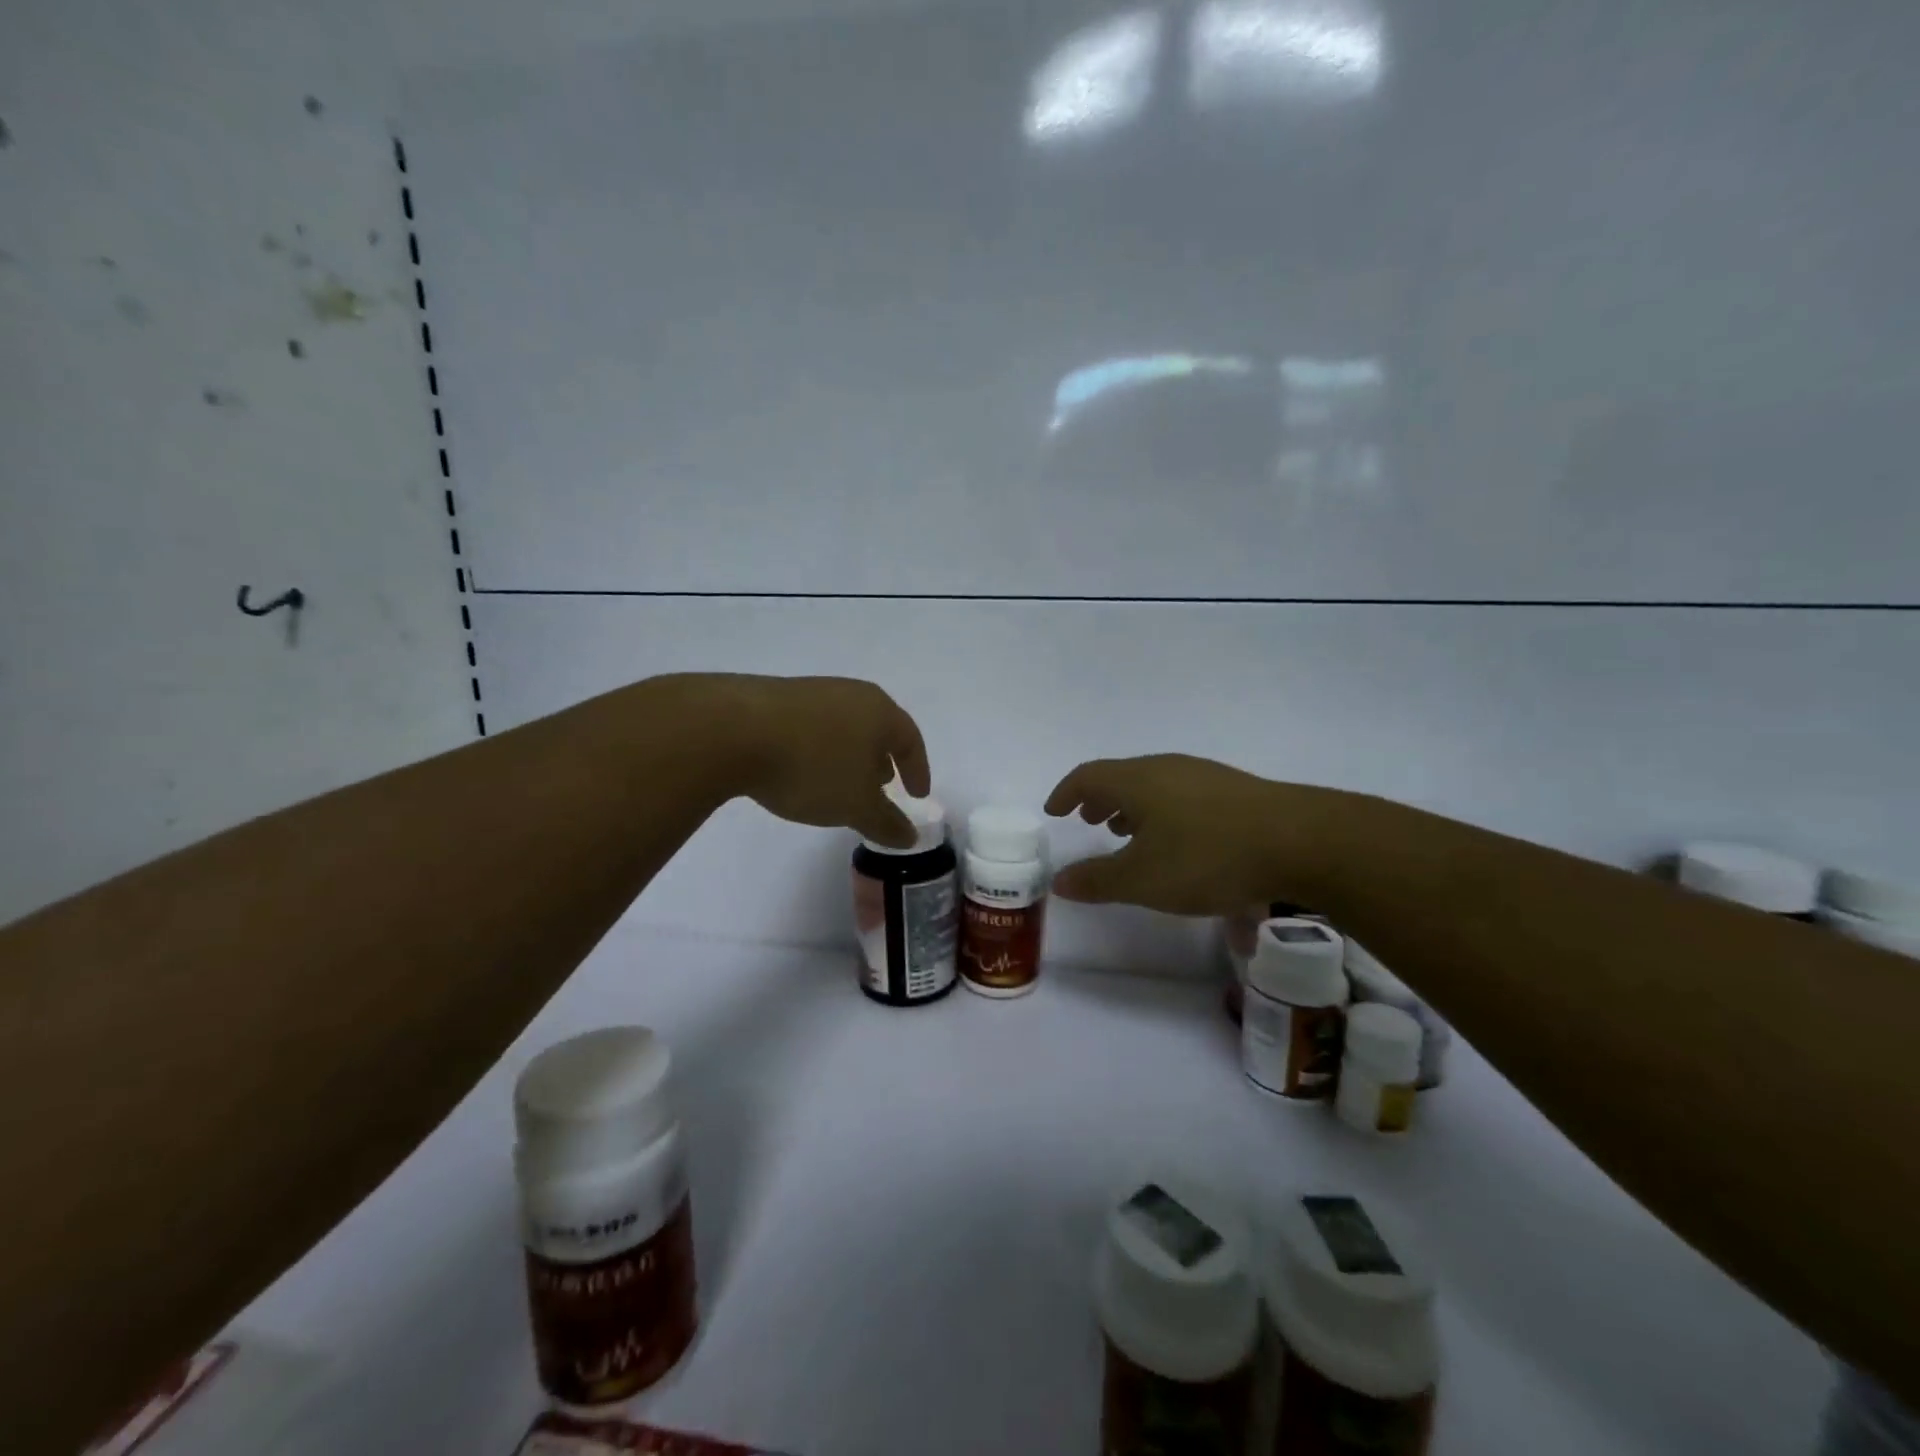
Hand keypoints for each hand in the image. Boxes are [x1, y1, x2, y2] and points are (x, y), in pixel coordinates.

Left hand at [728, 675, 931, 848]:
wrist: (731, 730)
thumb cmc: (812, 766)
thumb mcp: (855, 805)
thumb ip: (886, 822)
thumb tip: (911, 836)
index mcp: (879, 711)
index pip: (911, 739)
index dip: (918, 770)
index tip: (917, 794)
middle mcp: (850, 693)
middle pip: (877, 728)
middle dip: (883, 759)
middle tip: (883, 786)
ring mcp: (811, 692)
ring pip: (843, 726)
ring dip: (849, 755)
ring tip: (841, 782)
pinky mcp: (775, 697)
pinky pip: (811, 726)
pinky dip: (819, 749)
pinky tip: (802, 770)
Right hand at [1044, 754, 1335, 915]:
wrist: (1302, 841)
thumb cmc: (1207, 857)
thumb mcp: (1143, 880)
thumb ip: (1097, 880)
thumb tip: (1058, 881)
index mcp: (1138, 781)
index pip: (1088, 776)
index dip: (1066, 792)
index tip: (1054, 811)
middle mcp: (1168, 768)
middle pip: (1122, 777)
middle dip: (1100, 799)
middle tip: (1089, 820)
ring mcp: (1205, 776)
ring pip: (1155, 786)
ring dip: (1133, 807)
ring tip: (1129, 833)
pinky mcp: (1236, 791)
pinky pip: (1183, 796)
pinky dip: (1164, 813)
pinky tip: (1180, 843)